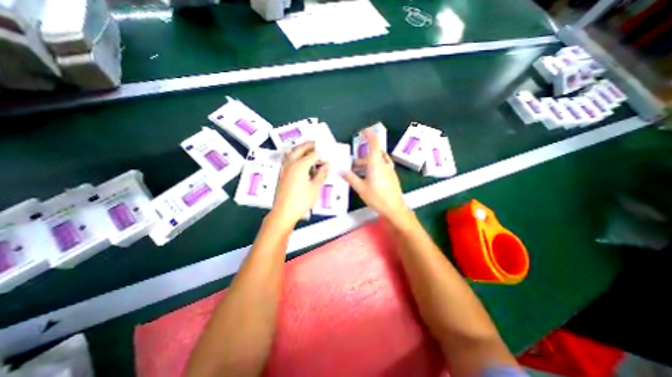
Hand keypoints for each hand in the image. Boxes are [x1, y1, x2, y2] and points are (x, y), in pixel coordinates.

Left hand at [270, 141, 327, 227]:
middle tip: (317, 144)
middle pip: (300, 149)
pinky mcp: (282, 174)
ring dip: (300, 149)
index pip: (313, 154)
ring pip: (292, 153)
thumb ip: (321, 174)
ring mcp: (285, 168)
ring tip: (308, 150)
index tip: (327, 157)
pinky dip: (295, 156)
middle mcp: (291, 163)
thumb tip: (327, 165)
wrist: (284, 211)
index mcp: (301, 165)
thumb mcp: (315, 188)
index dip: (321, 155)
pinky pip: (289, 159)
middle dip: (309, 145)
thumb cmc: (302, 200)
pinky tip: (300, 161)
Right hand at [342, 128, 409, 224]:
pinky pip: (382, 166)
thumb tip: (339, 170)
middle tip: (353, 164)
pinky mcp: (392, 176)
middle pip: (373, 154)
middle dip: (362, 157)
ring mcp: (389, 170)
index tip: (363, 131)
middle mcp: (384, 164)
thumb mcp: (360, 187)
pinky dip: (374, 167)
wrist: (394, 208)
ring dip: (367, 163)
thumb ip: (350, 177)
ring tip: (358, 172)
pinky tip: (368, 177)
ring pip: (377, 161)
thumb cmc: (377, 197)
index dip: (369, 135)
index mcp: (376, 163)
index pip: (374, 143)